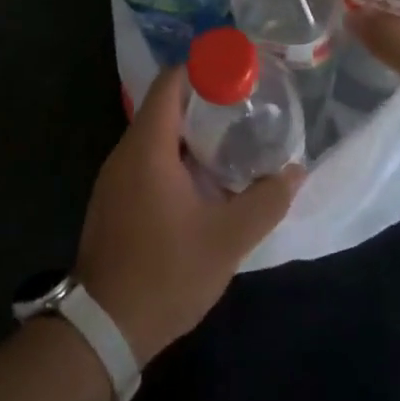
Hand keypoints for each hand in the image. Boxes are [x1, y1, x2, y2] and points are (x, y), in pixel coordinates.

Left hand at [73, 65, 302, 365]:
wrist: (103, 330)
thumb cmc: (165, 273)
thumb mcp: (227, 240)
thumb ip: (265, 201)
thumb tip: (296, 171)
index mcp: (148, 146)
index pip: (170, 83)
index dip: (202, 70)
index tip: (237, 75)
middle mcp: (125, 152)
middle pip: (164, 106)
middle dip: (203, 103)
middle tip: (244, 110)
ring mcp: (114, 178)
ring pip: (155, 136)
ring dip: (190, 134)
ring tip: (230, 143)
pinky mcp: (112, 201)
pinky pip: (146, 161)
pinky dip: (174, 158)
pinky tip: (201, 183)